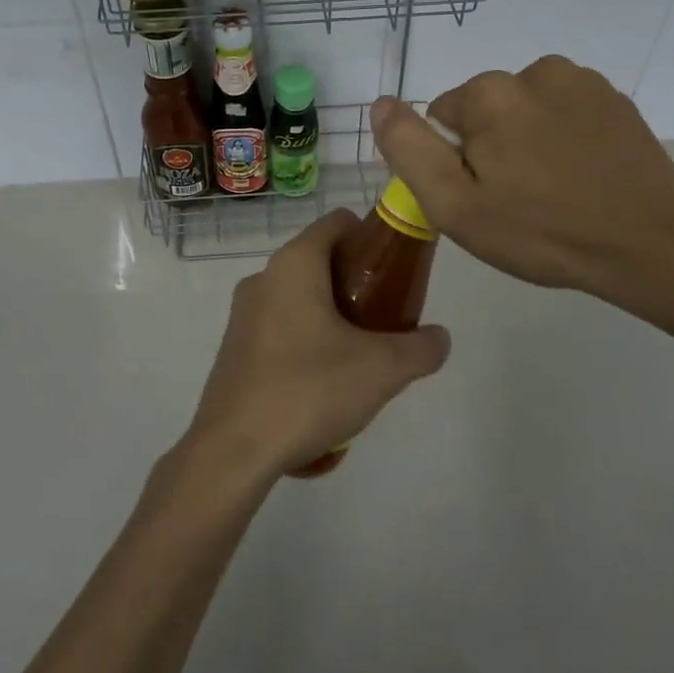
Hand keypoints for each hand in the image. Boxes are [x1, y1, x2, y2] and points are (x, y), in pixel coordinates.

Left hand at [182, 209, 450, 482]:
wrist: (235, 450)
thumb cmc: (308, 390)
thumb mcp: (381, 369)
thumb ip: (421, 348)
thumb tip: (439, 338)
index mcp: (294, 264)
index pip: (338, 222)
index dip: (372, 238)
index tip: (397, 272)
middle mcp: (264, 278)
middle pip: (321, 261)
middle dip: (357, 283)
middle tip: (387, 319)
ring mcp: (243, 314)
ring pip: (300, 298)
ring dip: (333, 316)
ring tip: (360, 357)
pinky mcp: (234, 349)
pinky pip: (281, 328)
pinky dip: (307, 341)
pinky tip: (324, 384)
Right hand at [370, 57, 673, 324]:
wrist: (649, 245)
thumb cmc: (541, 232)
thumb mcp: (455, 205)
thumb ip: (409, 149)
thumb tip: (381, 103)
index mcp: (489, 94)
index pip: (442, 116)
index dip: (455, 161)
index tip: (482, 197)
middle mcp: (534, 71)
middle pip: (486, 110)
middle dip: (491, 146)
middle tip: (517, 200)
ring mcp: (582, 82)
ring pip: (526, 109)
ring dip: (528, 139)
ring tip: (553, 190)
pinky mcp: (615, 100)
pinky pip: (565, 112)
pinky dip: (564, 137)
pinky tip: (583, 176)